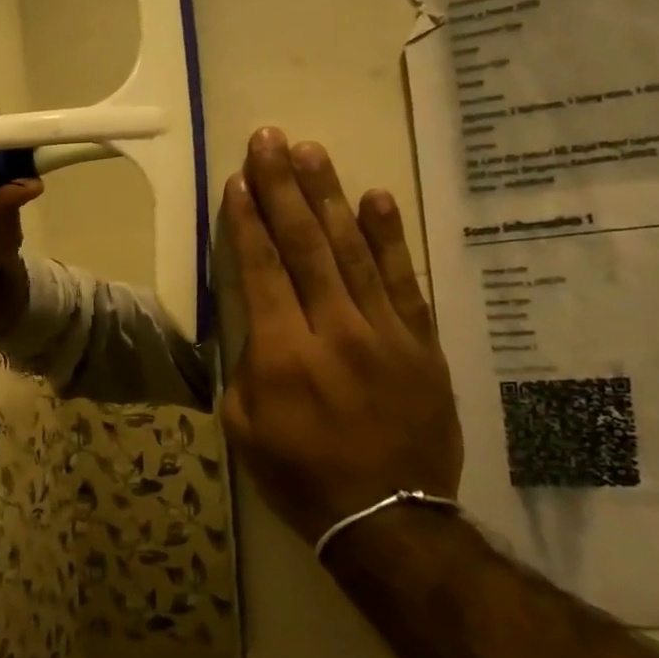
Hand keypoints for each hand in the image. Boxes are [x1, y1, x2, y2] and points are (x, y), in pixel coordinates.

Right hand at [220, 128, 462, 545]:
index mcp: (282, 355)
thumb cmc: (302, 476)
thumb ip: (243, 369)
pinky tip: (375, 197)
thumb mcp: (244, 430)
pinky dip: (389, 237)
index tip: (237, 179)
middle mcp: (333, 330)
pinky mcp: (421, 342)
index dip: (247, 221)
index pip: (261, 271)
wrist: (388, 517)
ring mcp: (384, 332)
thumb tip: (252, 326)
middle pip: (304, 245)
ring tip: (312, 151)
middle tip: (269, 140)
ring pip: (352, 250)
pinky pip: (403, 280)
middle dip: (282, 188)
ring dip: (329, 196)